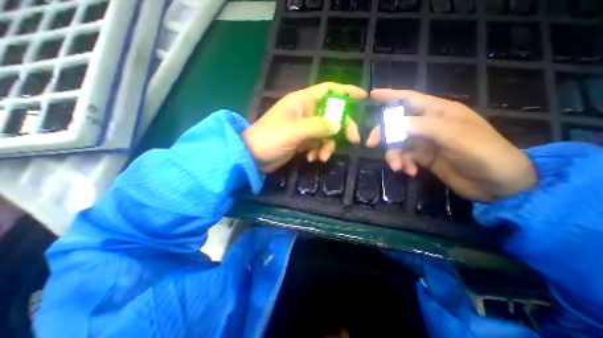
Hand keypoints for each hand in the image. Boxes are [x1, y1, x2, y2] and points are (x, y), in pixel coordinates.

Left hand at [242, 83, 365, 173]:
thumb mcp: (295, 131)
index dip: (346, 91)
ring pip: (326, 132)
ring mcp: (304, 128)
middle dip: (342, 127)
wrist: (253, 157)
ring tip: (321, 157)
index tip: (363, 97)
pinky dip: (317, 151)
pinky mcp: (302, 141)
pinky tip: (311, 159)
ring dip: (327, 145)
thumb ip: (318, 126)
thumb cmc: (270, 138)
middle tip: (353, 140)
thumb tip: (338, 125)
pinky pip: (317, 143)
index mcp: (302, 101)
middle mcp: (305, 112)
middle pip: (332, 114)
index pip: (328, 90)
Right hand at [364, 88, 533, 201]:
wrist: (496, 183)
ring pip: (397, 144)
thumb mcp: (453, 135)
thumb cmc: (481, 152)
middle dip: (383, 134)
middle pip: (396, 124)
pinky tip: (410, 172)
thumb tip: (392, 124)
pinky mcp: (423, 157)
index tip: (372, 95)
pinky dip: (403, 164)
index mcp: (438, 112)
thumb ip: (421, 126)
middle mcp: (428, 125)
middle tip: (371, 144)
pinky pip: (404, 157)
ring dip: (394, 155)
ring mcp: (424, 142)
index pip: (409, 99)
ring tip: (398, 167)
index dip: (390, 95)